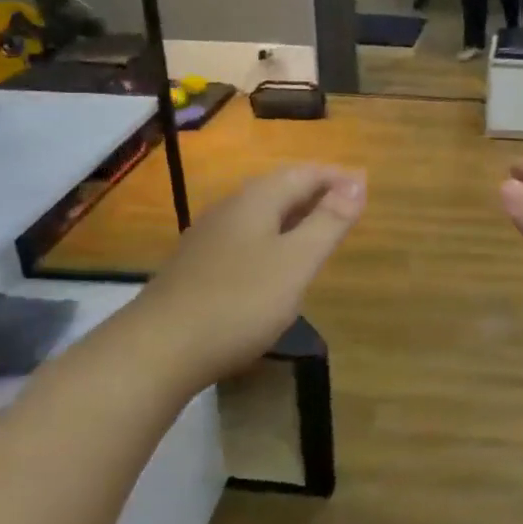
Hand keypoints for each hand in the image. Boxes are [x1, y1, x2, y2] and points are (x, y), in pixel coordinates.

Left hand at [141, 166, 364, 390]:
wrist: (158, 350)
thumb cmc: (239, 302)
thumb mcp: (296, 262)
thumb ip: (328, 222)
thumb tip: (358, 182)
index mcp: (256, 200)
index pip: (304, 173)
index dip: (336, 177)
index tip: (364, 188)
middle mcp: (230, 209)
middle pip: (279, 188)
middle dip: (315, 193)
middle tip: (347, 208)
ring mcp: (209, 238)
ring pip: (260, 214)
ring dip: (293, 216)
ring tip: (318, 233)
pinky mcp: (197, 267)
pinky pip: (246, 238)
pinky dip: (273, 239)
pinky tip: (276, 265)